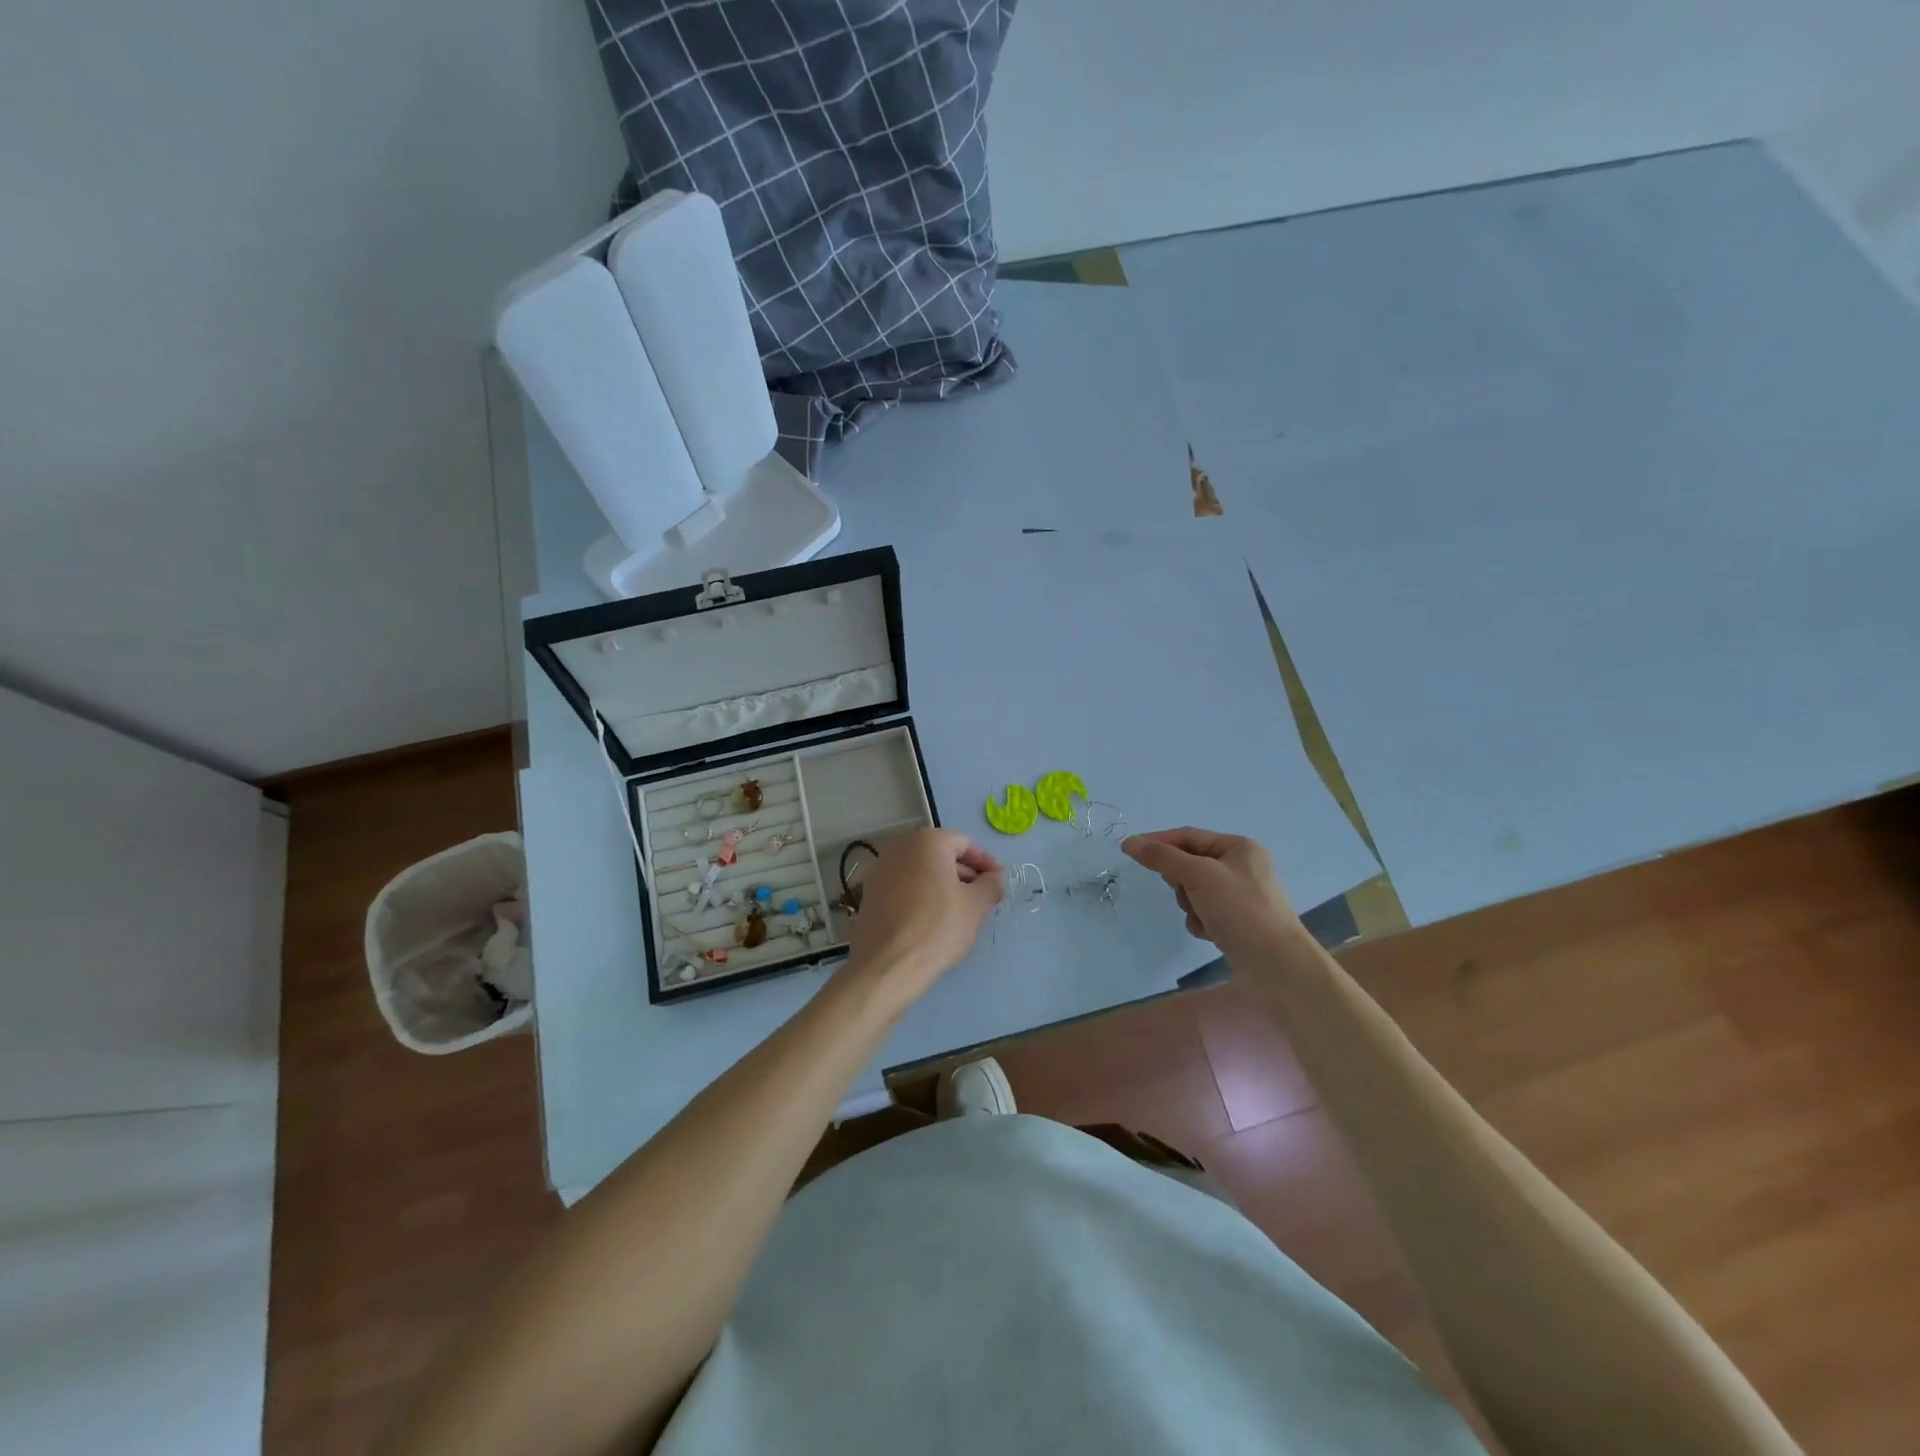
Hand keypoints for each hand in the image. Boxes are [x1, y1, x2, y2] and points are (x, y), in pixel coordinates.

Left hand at [844, 829, 1003, 1006]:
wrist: (888, 966)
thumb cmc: (938, 927)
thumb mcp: (976, 905)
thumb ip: (990, 884)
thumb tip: (994, 877)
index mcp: (927, 842)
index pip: (965, 844)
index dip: (986, 863)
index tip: (998, 883)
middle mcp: (900, 848)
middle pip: (940, 855)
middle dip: (964, 874)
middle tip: (983, 898)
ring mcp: (880, 870)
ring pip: (921, 871)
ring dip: (943, 885)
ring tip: (961, 911)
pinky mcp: (869, 894)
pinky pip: (904, 887)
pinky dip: (922, 895)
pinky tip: (933, 920)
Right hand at [1122, 827, 1299, 959]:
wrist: (1276, 965)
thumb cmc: (1240, 909)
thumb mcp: (1199, 875)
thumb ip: (1163, 857)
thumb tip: (1130, 842)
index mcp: (1238, 847)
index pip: (1188, 836)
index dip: (1159, 841)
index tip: (1129, 850)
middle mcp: (1240, 867)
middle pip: (1189, 863)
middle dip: (1181, 880)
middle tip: (1185, 892)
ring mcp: (1238, 896)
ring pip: (1192, 890)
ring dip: (1190, 904)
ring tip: (1204, 917)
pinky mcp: (1235, 921)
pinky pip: (1202, 912)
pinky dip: (1200, 921)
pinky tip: (1211, 933)